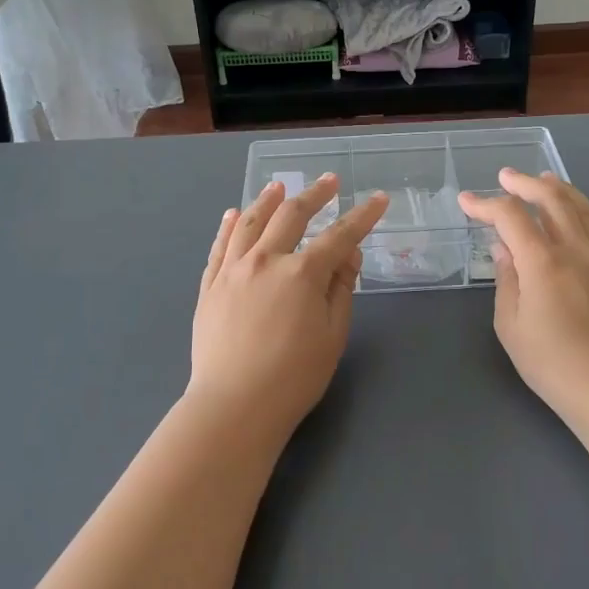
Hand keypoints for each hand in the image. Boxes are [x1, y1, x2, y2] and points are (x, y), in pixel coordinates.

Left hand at [191, 175, 389, 440]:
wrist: (233, 406)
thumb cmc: (293, 377)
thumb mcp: (332, 335)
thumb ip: (340, 289)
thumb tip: (348, 255)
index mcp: (301, 273)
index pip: (339, 235)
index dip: (363, 216)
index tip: (378, 199)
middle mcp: (265, 261)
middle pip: (292, 216)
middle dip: (315, 195)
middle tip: (329, 182)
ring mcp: (232, 271)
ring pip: (250, 222)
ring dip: (267, 200)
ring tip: (278, 186)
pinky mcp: (210, 286)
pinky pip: (219, 246)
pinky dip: (228, 226)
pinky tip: (233, 214)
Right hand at [459, 170, 588, 422]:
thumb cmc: (553, 363)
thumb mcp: (511, 326)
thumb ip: (506, 280)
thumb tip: (504, 249)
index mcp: (543, 261)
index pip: (511, 216)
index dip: (485, 204)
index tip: (467, 202)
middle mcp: (575, 248)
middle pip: (551, 197)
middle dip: (524, 183)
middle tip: (505, 176)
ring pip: (580, 206)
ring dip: (558, 188)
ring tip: (544, 178)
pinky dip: (578, 208)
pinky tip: (571, 215)